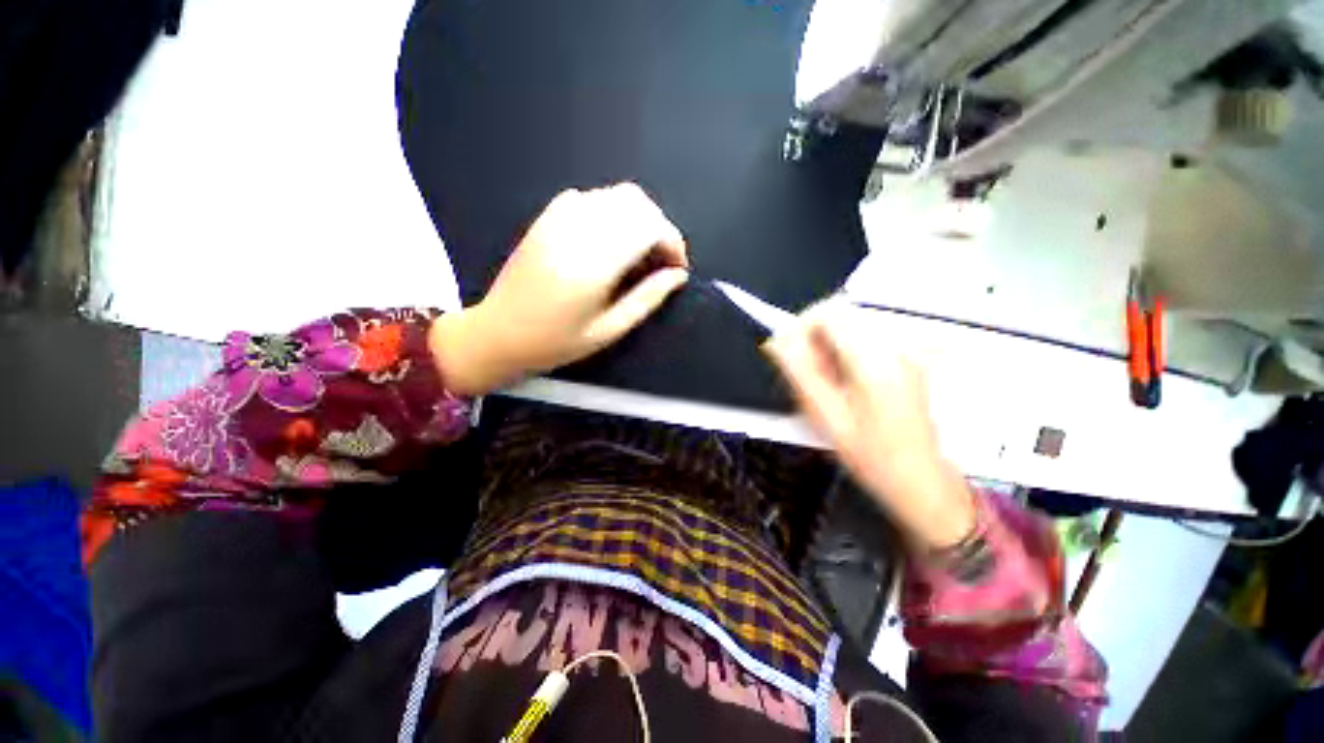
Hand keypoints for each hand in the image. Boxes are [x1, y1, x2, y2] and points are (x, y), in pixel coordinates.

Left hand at [430, 183, 688, 395]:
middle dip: (660, 227)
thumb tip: (678, 275)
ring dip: (638, 219)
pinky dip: (612, 213)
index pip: (649, 227)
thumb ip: (647, 299)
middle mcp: (578, 230)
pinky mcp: (547, 217)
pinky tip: (609, 242)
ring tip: (638, 254)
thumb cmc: (556, 341)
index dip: (673, 242)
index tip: (677, 268)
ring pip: (616, 195)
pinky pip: (592, 198)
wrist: (498, 333)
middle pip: (637, 203)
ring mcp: (558, 218)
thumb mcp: (609, 330)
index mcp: (594, 263)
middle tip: (660, 261)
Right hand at [764, 301, 976, 550]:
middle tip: (805, 370)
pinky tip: (843, 381)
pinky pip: (865, 338)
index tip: (789, 349)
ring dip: (828, 343)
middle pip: (842, 314)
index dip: (802, 324)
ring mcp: (904, 351)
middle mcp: (893, 347)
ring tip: (824, 380)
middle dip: (814, 334)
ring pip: (852, 325)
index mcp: (873, 361)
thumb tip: (776, 341)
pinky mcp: (905, 359)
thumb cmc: (870, 454)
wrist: (919, 477)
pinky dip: (844, 350)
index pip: (831, 313)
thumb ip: (799, 371)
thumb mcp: (825, 414)